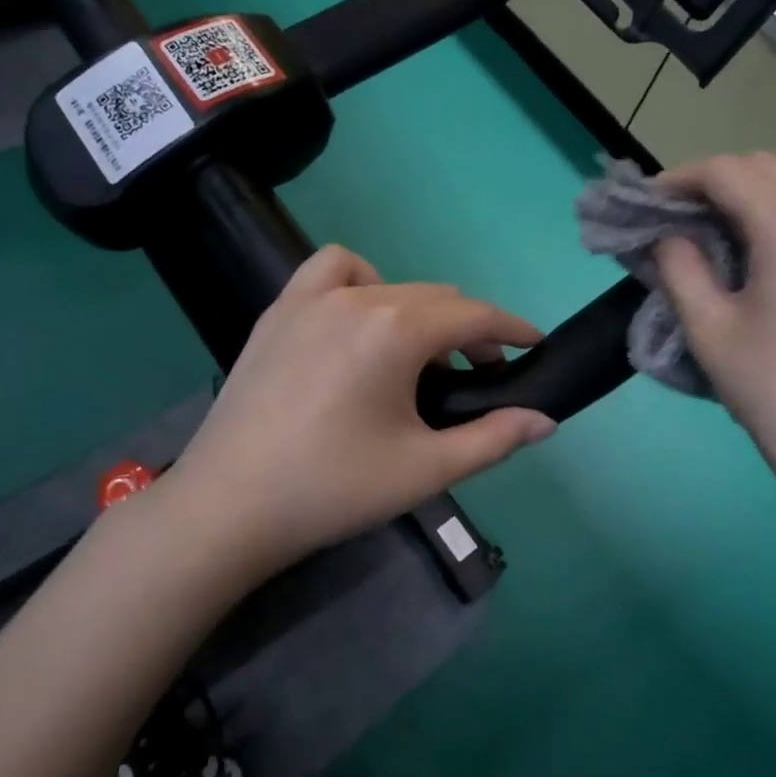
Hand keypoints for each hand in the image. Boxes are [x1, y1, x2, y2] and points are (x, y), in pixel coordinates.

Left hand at [165, 246, 555, 572]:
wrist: (230, 506)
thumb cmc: (334, 488)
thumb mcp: (426, 469)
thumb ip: (494, 439)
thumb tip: (545, 420)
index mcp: (398, 330)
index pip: (474, 315)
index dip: (511, 329)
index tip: (534, 344)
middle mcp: (360, 298)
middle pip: (437, 298)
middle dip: (470, 330)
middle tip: (478, 375)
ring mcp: (312, 298)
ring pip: (391, 283)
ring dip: (420, 309)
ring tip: (416, 355)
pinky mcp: (279, 310)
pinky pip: (332, 269)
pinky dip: (360, 282)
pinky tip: (358, 319)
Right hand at [654, 153, 775, 527]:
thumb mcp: (709, 330)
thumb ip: (679, 268)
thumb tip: (667, 236)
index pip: (725, 171)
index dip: (678, 179)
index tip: (647, 204)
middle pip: (763, 164)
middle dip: (713, 180)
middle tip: (675, 218)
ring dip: (753, 185)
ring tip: (719, 225)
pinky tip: (766, 243)